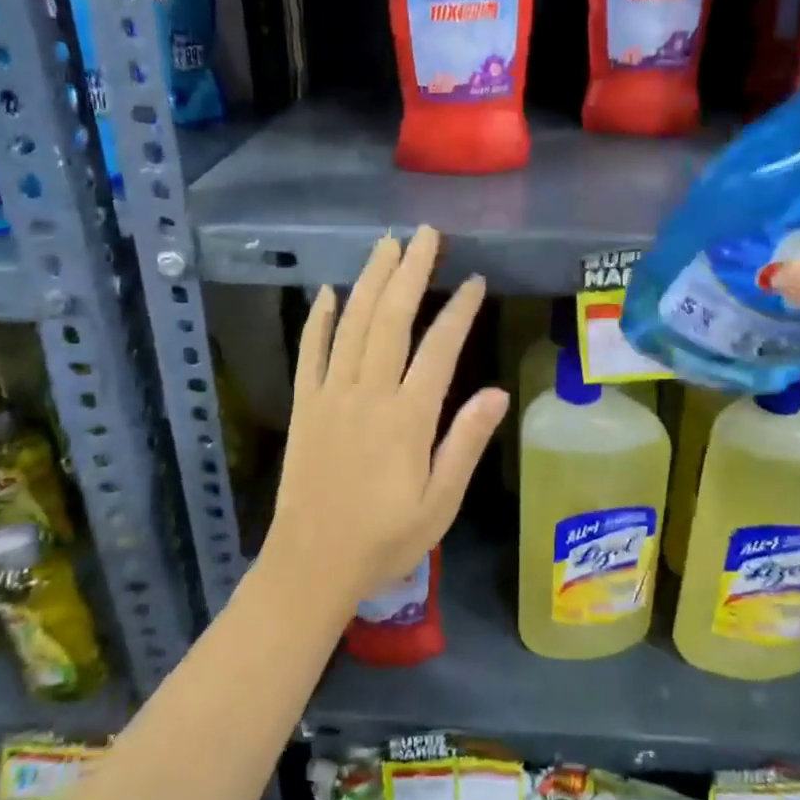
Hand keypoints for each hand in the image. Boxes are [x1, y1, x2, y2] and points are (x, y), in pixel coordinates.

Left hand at [266, 226, 508, 607]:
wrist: (312, 564)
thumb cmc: (385, 539)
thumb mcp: (440, 503)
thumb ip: (464, 443)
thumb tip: (496, 392)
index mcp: (407, 418)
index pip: (438, 348)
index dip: (458, 310)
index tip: (473, 280)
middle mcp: (368, 395)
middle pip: (390, 319)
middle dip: (409, 272)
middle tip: (425, 235)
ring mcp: (330, 396)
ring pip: (351, 325)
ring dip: (369, 281)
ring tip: (386, 245)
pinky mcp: (303, 407)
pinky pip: (309, 353)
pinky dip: (318, 319)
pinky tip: (326, 292)